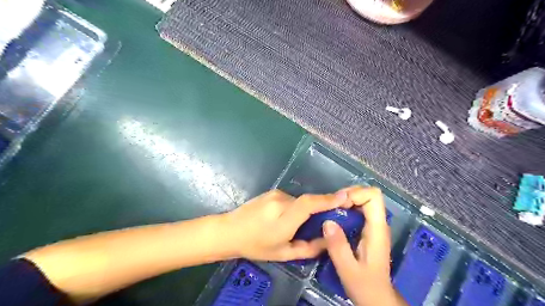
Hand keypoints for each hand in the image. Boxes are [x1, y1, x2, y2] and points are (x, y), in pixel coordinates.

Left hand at [223, 191, 346, 261]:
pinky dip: (294, 207)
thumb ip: (308, 248)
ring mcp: (275, 194)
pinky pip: (290, 199)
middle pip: (307, 201)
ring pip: (299, 201)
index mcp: (283, 218)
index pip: (309, 204)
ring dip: (304, 210)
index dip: (327, 199)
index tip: (345, 196)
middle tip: (326, 220)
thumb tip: (328, 240)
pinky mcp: (272, 192)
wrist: (230, 231)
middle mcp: (280, 201)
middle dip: (319, 208)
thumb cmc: (256, 246)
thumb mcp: (283, 253)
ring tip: (297, 225)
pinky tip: (285, 218)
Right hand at [320, 186, 405, 305]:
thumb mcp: (348, 269)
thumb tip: (327, 222)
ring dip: (346, 201)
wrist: (377, 298)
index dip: (355, 194)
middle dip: (348, 195)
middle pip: (368, 195)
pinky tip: (335, 218)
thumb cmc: (365, 286)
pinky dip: (346, 209)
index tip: (338, 204)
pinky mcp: (368, 230)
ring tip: (330, 210)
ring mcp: (374, 226)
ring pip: (363, 201)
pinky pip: (359, 210)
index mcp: (377, 229)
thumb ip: (338, 246)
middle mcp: (378, 224)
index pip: (373, 196)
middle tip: (331, 206)